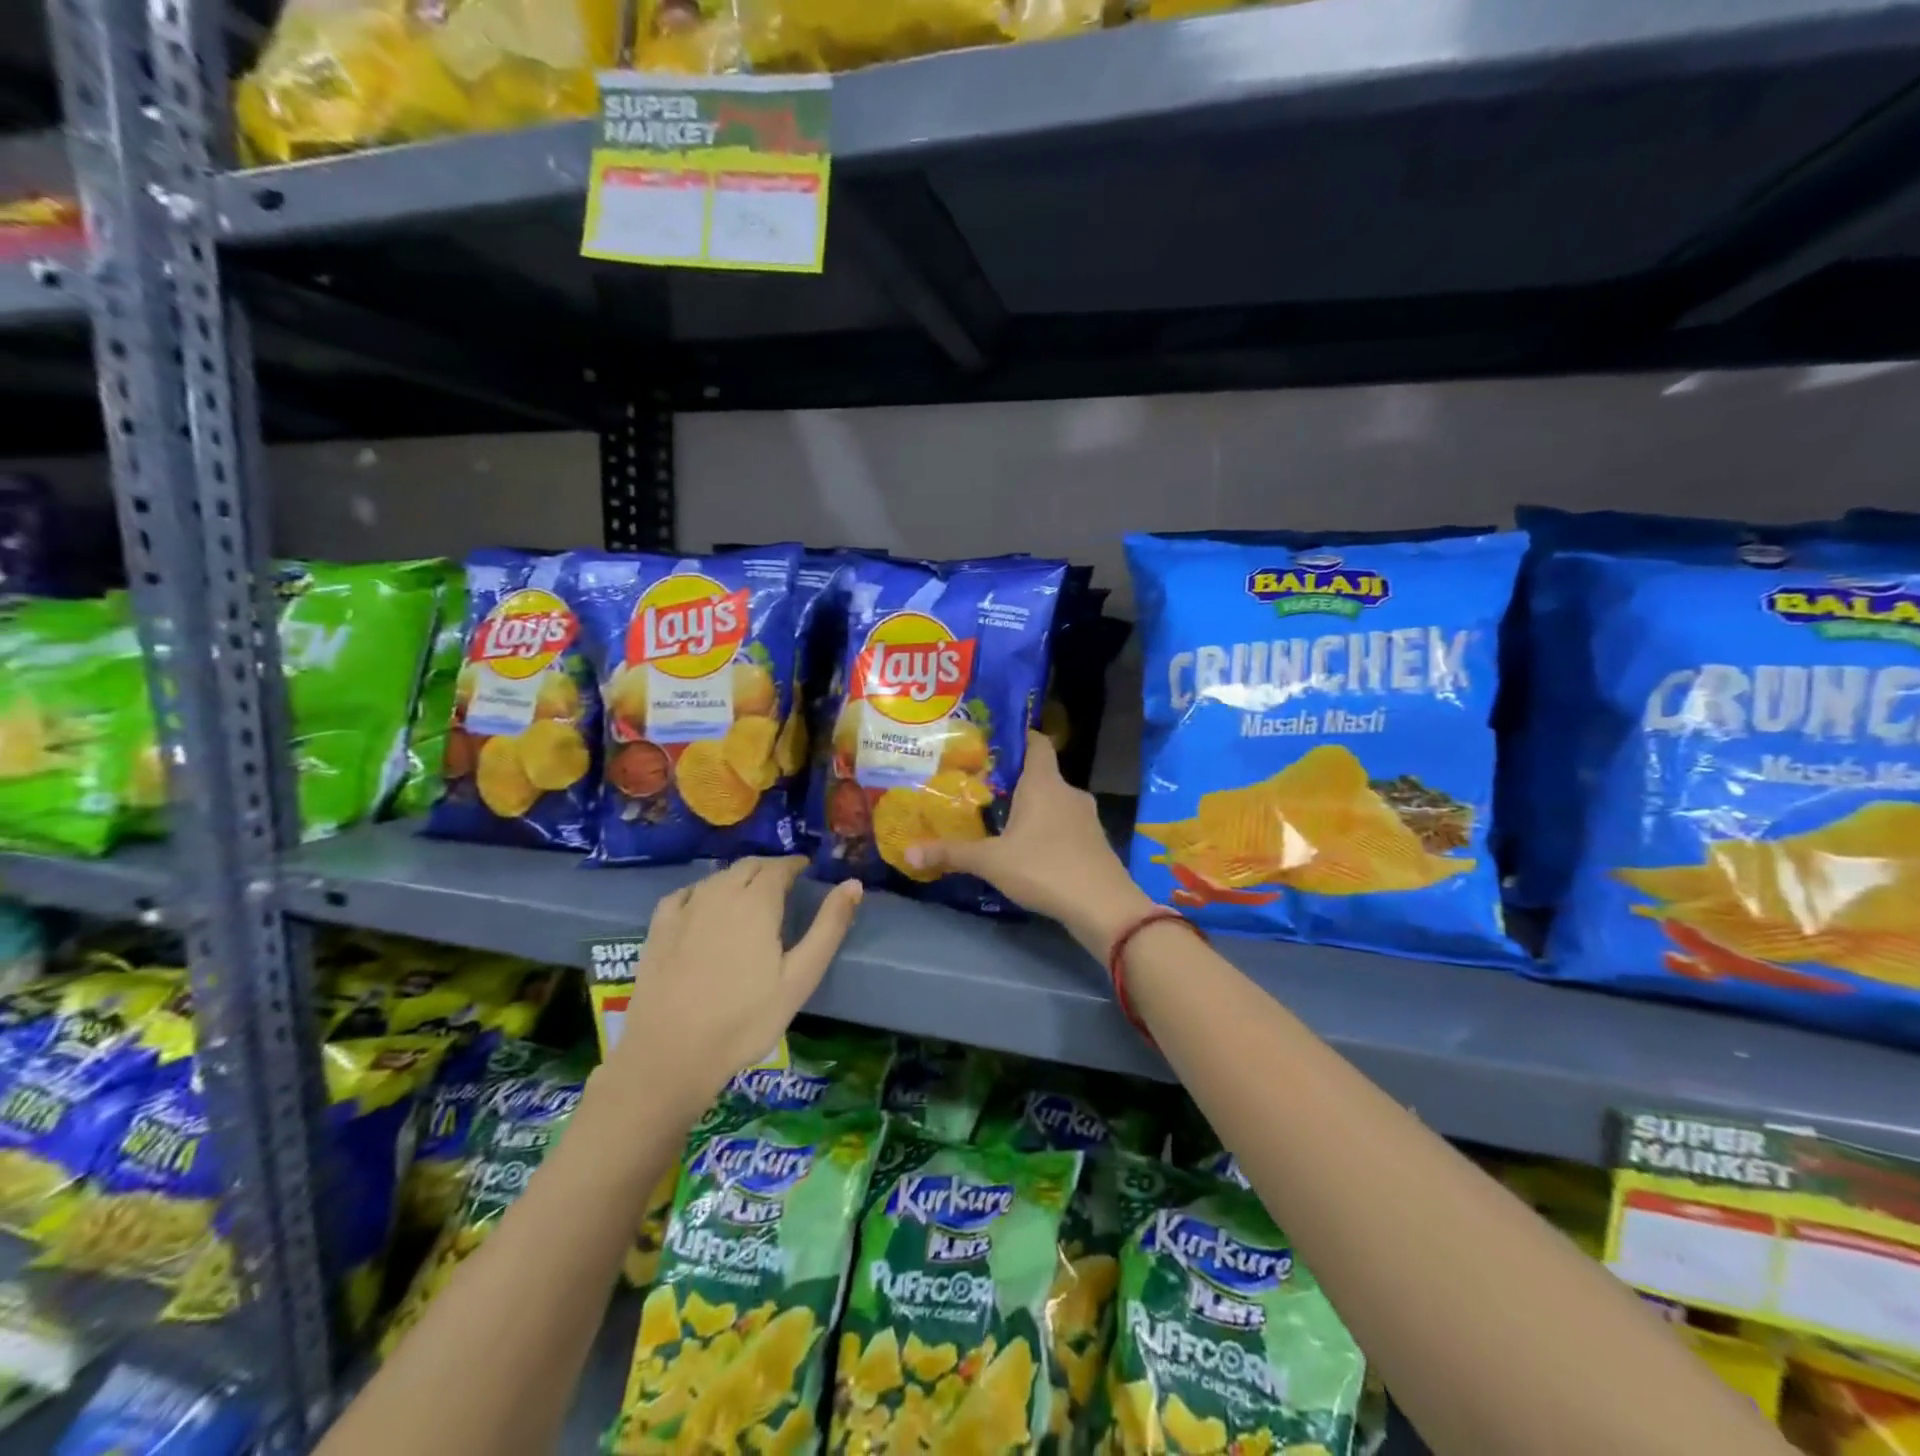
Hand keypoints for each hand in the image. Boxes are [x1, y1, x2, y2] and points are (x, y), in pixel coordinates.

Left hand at [605, 857, 862, 1114]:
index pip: (779, 867)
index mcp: (757, 902)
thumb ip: (828, 927)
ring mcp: (685, 910)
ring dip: (738, 878)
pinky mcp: (658, 928)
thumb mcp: (800, 978)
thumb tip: (853, 884)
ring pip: (717, 877)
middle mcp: (720, 894)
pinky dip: (703, 890)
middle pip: (748, 867)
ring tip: (750, 895)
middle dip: (769, 868)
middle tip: (784, 882)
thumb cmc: (745, 1020)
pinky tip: (704, 905)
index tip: (806, 870)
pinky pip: (685, 893)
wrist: (670, 1055)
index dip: (795, 865)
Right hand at [907, 732, 1153, 954]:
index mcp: (1044, 783)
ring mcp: (1086, 817)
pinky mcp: (1094, 842)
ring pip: (1053, 801)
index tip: (990, 742)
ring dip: (1031, 807)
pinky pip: (1065, 824)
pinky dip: (1047, 829)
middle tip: (982, 787)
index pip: (1036, 742)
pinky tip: (1028, 848)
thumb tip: (908, 852)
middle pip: (1041, 774)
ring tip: (1000, 819)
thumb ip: (951, 854)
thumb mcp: (991, 862)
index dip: (1016, 737)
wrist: (1103, 906)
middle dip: (1014, 780)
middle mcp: (1068, 792)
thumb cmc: (1045, 868)